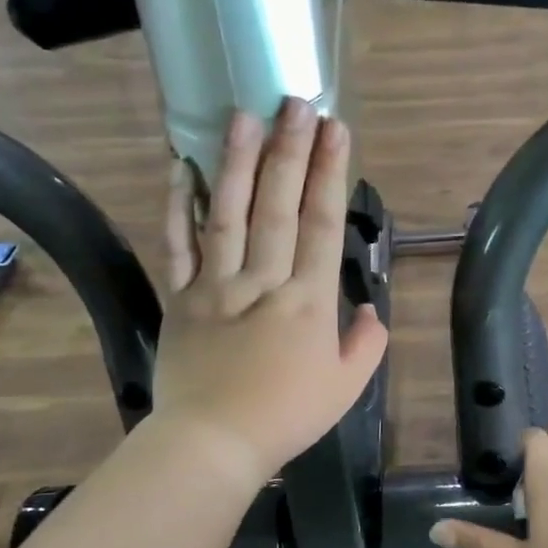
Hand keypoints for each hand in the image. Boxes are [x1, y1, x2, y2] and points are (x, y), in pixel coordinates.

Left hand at [152, 99, 387, 485]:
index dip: (330, 173)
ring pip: (227, 213)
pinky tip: (179, 167)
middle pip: (278, 206)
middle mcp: (264, 281)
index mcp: (309, 302)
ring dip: (237, 161)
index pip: (323, 224)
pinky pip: (177, 244)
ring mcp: (216, 286)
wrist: (213, 444)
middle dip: (290, 150)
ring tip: (244, 115)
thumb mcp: (346, 387)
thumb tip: (370, 310)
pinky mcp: (180, 297)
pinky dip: (176, 205)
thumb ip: (366, 344)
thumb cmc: (287, 417)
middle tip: (296, 103)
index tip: (336, 130)